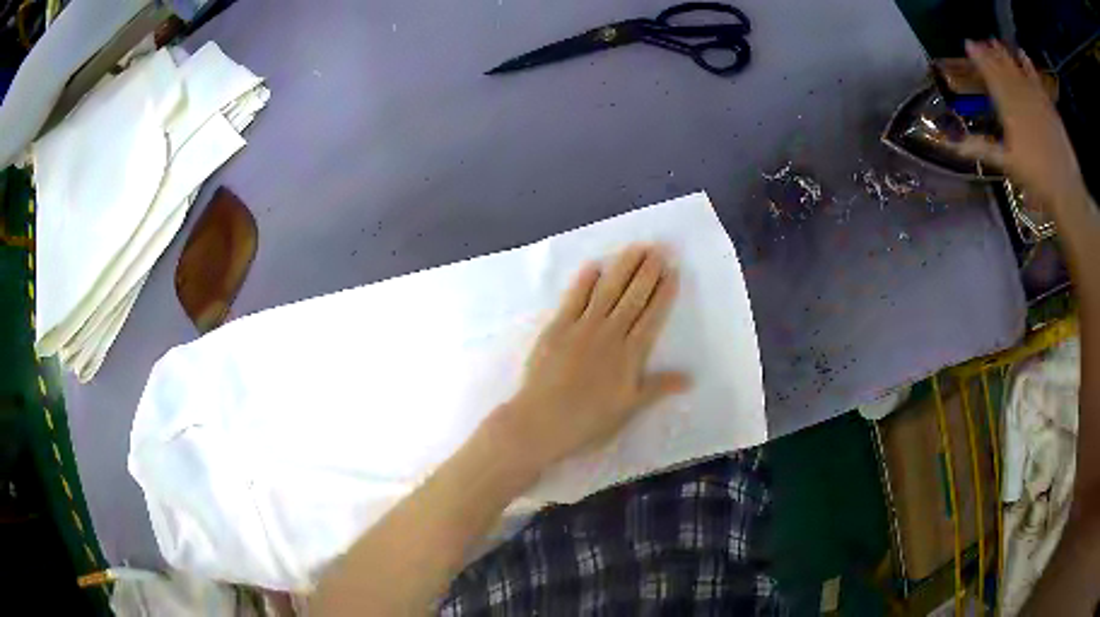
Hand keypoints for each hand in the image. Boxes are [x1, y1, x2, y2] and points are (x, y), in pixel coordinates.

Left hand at [485, 244, 688, 473]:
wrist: (542, 421)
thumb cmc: (589, 421)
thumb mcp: (629, 408)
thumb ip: (658, 388)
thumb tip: (690, 378)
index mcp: (630, 355)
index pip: (652, 316)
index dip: (663, 292)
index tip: (672, 270)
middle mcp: (610, 334)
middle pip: (633, 297)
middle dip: (648, 272)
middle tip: (659, 248)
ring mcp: (582, 328)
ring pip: (608, 291)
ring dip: (623, 268)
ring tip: (636, 248)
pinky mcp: (557, 328)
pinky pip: (573, 299)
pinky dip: (584, 282)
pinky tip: (594, 266)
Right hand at [959, 40, 1088, 209]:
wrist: (1065, 187)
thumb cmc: (1035, 178)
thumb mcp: (1007, 164)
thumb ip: (981, 149)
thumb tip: (951, 145)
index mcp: (1007, 106)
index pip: (989, 73)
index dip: (978, 57)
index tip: (968, 44)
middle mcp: (1019, 94)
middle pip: (1002, 67)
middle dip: (990, 52)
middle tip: (980, 41)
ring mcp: (1035, 97)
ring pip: (1016, 68)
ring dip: (1005, 54)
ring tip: (995, 42)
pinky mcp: (1048, 104)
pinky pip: (1035, 77)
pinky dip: (1027, 64)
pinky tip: (1021, 53)